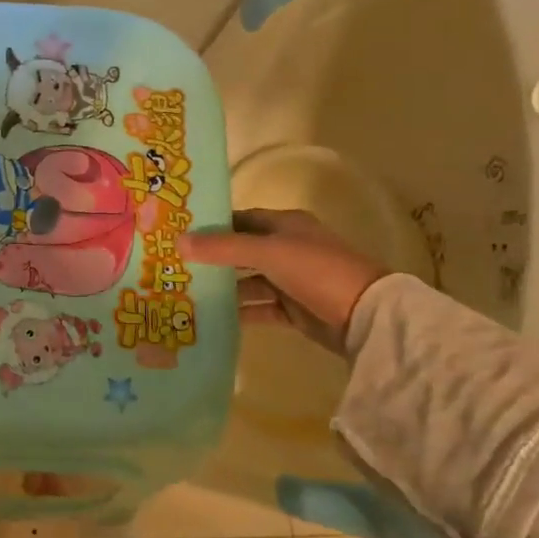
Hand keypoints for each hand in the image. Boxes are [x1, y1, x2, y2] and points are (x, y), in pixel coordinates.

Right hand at [180, 209, 388, 351]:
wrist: (365, 315)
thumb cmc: (316, 270)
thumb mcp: (267, 252)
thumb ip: (222, 248)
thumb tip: (178, 241)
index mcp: (286, 225)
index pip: (240, 219)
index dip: (212, 225)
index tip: (179, 234)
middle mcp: (287, 249)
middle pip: (241, 251)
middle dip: (211, 260)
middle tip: (174, 267)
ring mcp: (290, 280)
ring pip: (247, 282)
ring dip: (222, 289)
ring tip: (185, 294)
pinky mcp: (292, 309)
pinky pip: (258, 308)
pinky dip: (238, 312)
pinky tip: (211, 318)